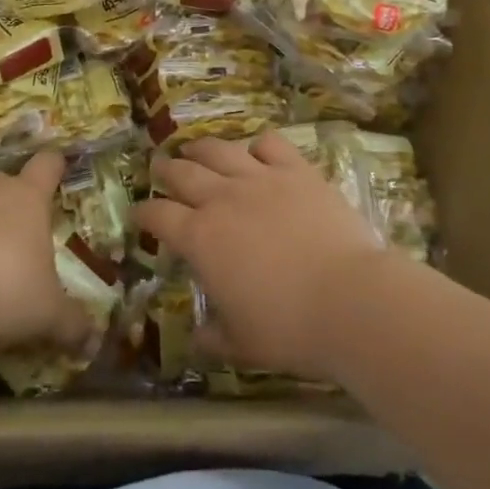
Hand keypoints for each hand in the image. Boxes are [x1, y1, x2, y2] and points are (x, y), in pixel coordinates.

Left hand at [0, 152, 89, 352]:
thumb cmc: (4, 292)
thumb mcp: (47, 313)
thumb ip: (72, 321)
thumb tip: (93, 337)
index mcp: (28, 197)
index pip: (48, 164)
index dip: (54, 167)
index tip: (56, 173)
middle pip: (4, 180)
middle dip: (7, 202)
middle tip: (10, 237)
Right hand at [135, 132, 391, 381]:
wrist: (350, 299)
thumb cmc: (289, 328)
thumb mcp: (242, 344)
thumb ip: (214, 337)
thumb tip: (198, 336)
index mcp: (200, 238)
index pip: (159, 216)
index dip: (144, 214)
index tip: (139, 214)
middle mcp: (222, 199)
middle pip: (183, 172)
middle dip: (166, 170)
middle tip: (159, 168)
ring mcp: (260, 178)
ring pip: (220, 150)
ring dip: (201, 148)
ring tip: (195, 149)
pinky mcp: (296, 170)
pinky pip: (269, 144)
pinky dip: (257, 145)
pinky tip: (256, 151)